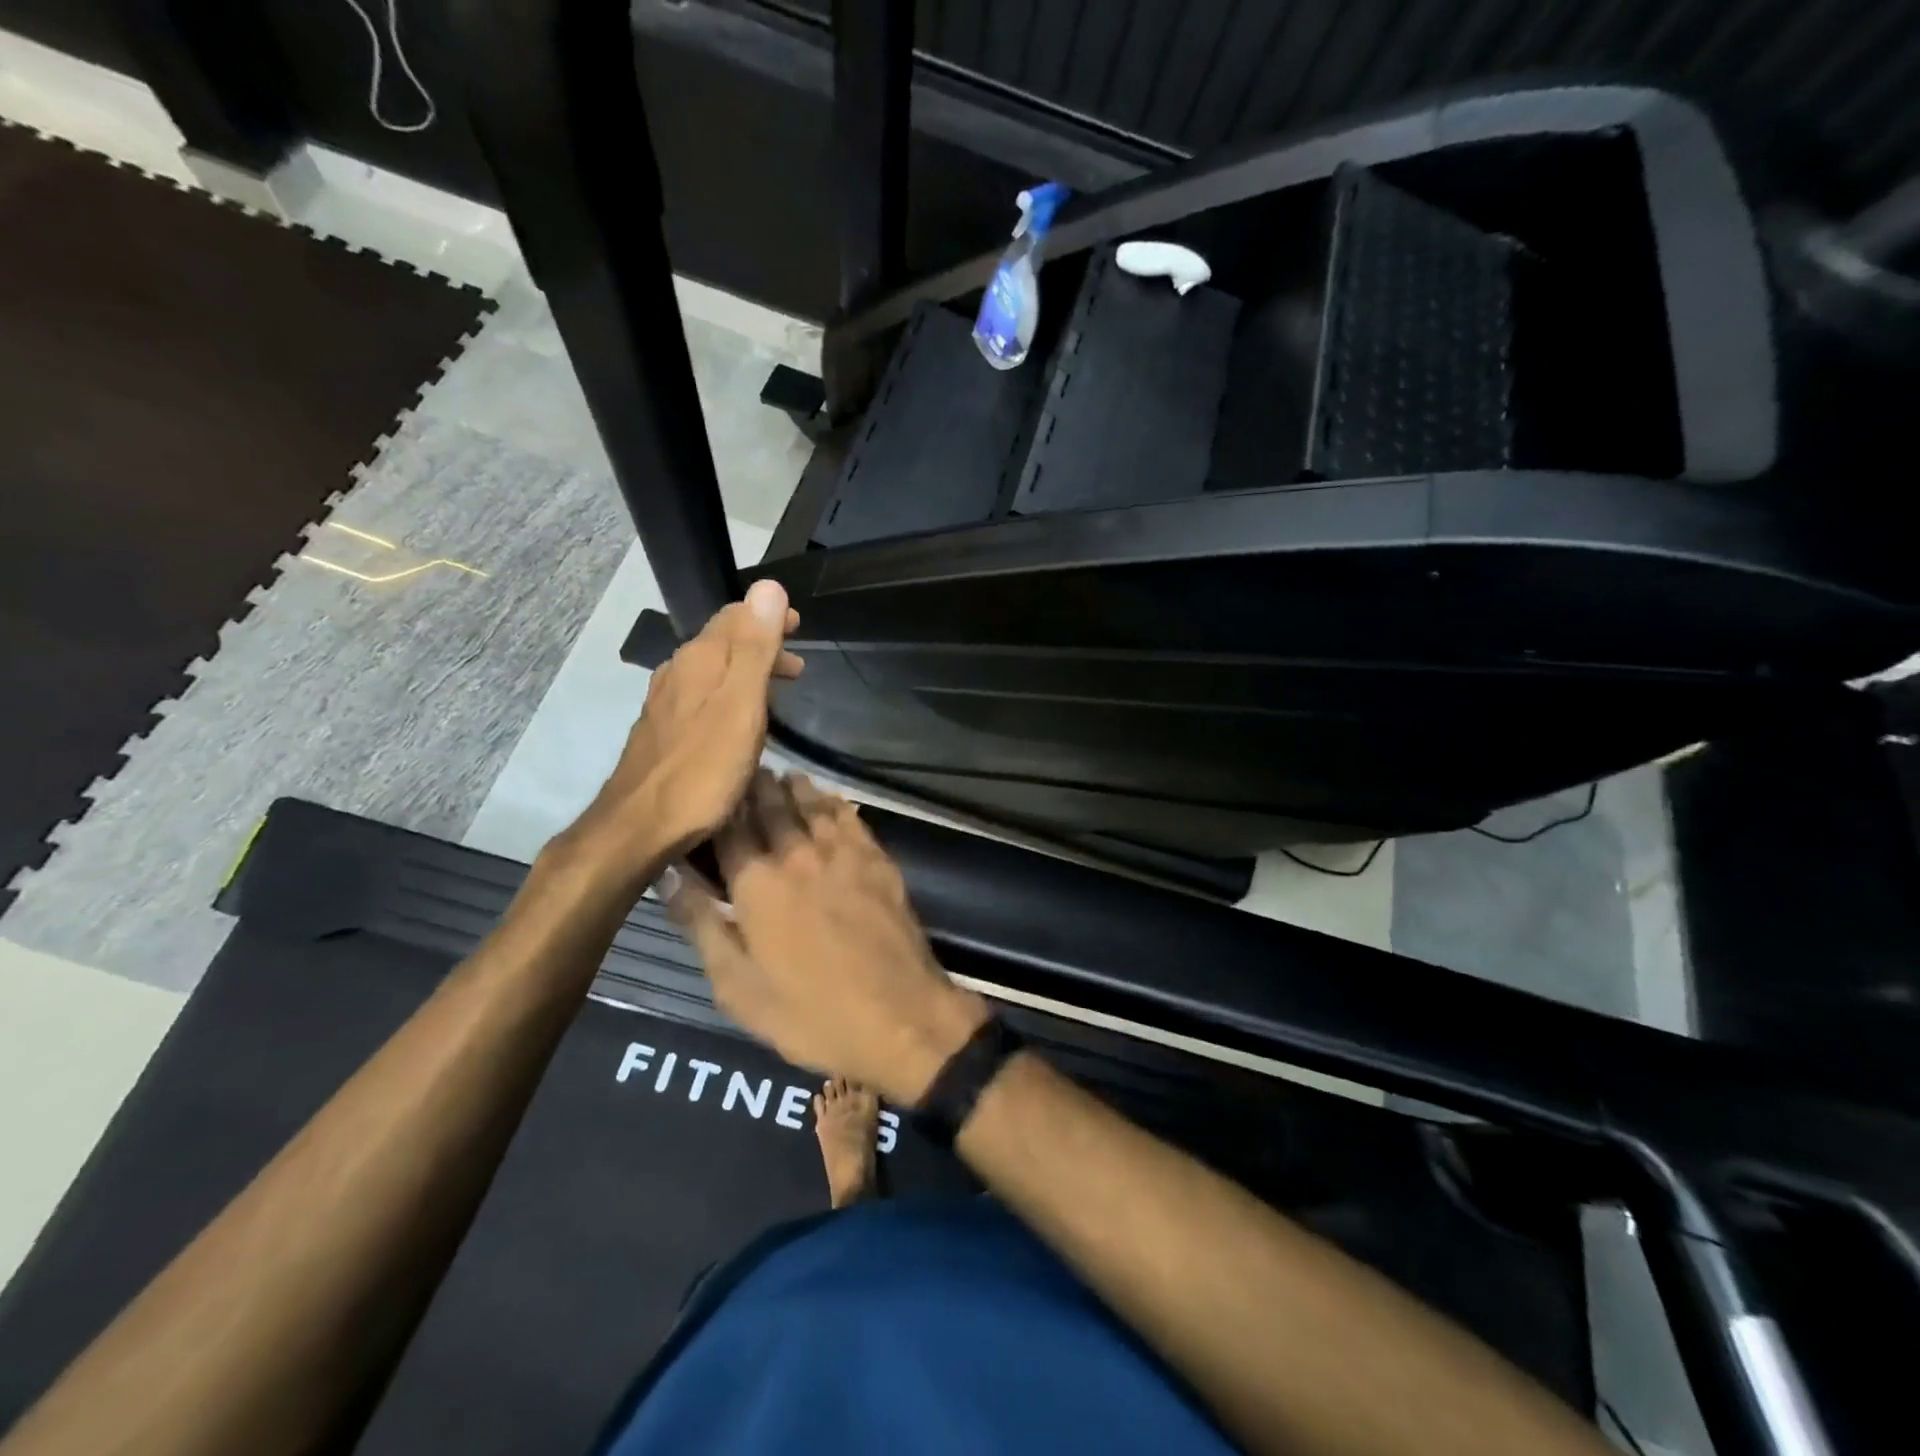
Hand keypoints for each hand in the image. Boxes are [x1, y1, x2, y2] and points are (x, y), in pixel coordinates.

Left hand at [561, 581, 802, 890]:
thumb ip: (755, 647)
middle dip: (761, 644)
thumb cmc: (702, 768)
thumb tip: (769, 586)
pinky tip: (739, 720)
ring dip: (747, 671)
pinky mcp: (663, 732)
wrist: (640, 826)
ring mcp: (666, 703)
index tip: (799, 626)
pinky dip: (730, 695)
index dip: (768, 616)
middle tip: (797, 664)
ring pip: (712, 670)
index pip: (735, 616)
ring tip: (778, 689)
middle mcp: (678, 672)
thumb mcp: (741, 705)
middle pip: (723, 642)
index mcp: (700, 660)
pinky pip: (703, 696)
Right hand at [666, 772, 987, 1105]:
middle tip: (746, 772)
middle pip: (771, 808)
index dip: (717, 808)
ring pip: (812, 805)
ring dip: (794, 789)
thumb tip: (667, 875)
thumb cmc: (809, 1013)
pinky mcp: (877, 860)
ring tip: (782, 776)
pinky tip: (829, 799)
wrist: (900, 1016)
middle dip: (755, 788)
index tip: (709, 792)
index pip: (728, 830)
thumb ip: (701, 924)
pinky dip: (834, 803)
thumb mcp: (736, 986)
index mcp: (756, 884)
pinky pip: (850, 818)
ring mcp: (842, 853)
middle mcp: (797, 855)